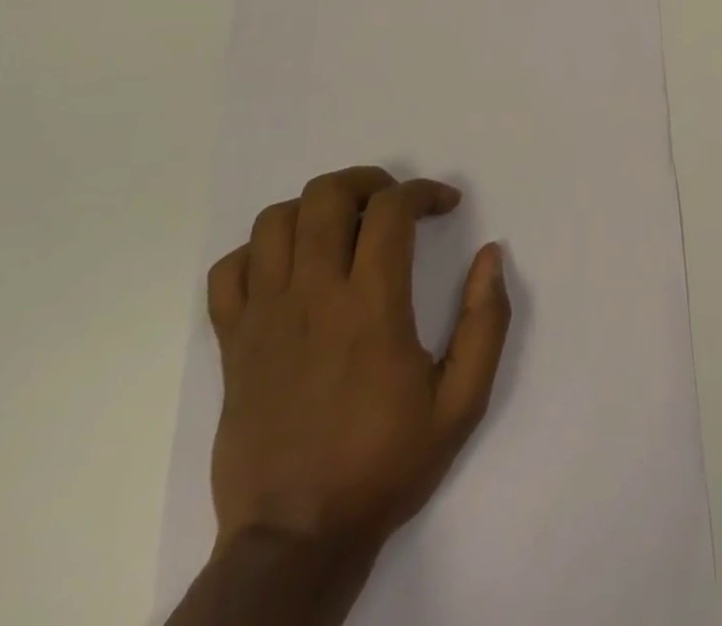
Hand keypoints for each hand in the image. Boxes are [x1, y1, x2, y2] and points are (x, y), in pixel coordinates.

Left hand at [205, 167, 510, 569]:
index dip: (424, 190)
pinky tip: (289, 269)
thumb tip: (492, 255)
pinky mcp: (232, 345)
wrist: (296, 540)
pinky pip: (229, 272)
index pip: (391, 209)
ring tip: (344, 227)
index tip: (446, 206)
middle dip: (367, 181)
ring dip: (315, 209)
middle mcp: (314, 297)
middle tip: (393, 203)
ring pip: (275, 222)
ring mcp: (265, 319)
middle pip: (326, 195)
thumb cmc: (385, 464)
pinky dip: (258, 253)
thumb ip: (485, 322)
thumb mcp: (462, 402)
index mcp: (371, 307)